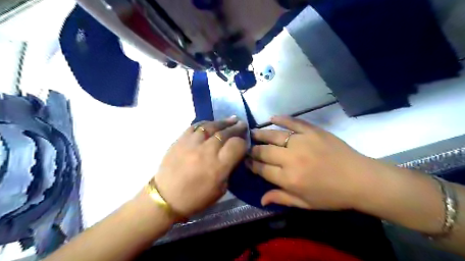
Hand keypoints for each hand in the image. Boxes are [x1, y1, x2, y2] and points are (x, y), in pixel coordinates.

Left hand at [154, 117, 247, 216]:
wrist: (166, 197)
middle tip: (242, 124)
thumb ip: (229, 169)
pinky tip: (212, 123)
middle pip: (226, 133)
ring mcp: (192, 143)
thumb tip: (234, 155)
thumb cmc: (196, 198)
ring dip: (223, 122)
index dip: (243, 142)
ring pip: (211, 126)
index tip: (244, 143)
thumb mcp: (221, 189)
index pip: (237, 145)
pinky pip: (196, 126)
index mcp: (219, 166)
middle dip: (236, 128)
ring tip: (231, 119)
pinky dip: (206, 123)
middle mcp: (207, 151)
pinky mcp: (180, 140)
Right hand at [247, 116, 381, 209]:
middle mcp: (291, 158)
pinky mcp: (312, 131)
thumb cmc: (332, 195)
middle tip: (247, 148)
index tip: (246, 161)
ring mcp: (302, 142)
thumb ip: (282, 198)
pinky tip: (272, 118)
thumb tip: (261, 199)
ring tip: (252, 133)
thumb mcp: (305, 203)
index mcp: (289, 178)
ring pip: (274, 135)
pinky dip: (282, 119)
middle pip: (264, 151)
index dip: (251, 165)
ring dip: (261, 134)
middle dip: (253, 150)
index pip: (262, 169)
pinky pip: (293, 122)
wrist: (360, 179)